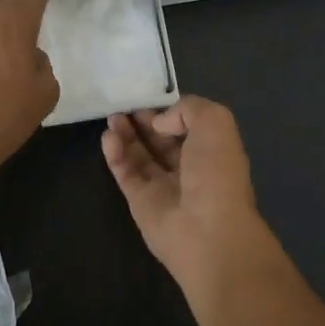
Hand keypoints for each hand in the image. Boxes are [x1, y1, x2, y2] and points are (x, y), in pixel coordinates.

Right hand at [101, 97, 282, 301]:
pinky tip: (108, 138)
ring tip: (112, 117)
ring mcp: (163, 186)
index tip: (147, 95)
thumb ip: (187, 109)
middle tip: (123, 103)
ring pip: (140, 155)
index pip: (186, 124)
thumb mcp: (215, 122)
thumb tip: (160, 122)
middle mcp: (189, 167)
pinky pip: (126, 173)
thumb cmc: (216, 171)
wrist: (207, 230)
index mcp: (211, 149)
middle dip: (143, 120)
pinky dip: (116, 154)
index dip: (167, 109)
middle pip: (160, 139)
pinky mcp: (140, 202)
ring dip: (126, 134)